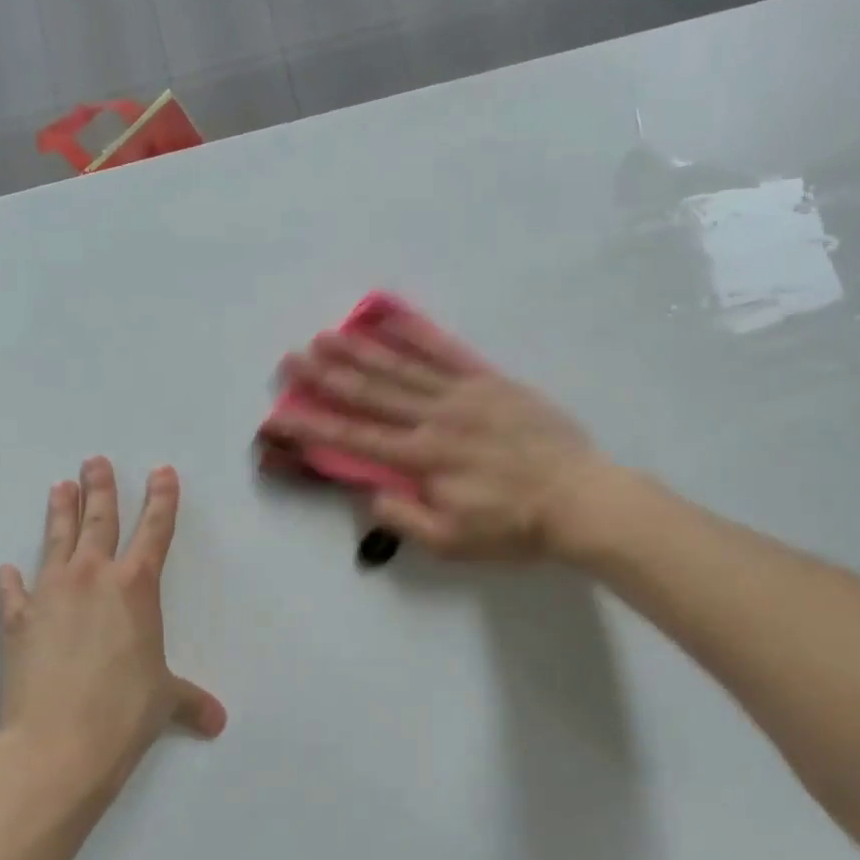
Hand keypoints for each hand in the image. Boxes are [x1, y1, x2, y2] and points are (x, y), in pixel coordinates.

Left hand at [0, 458, 224, 795]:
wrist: (58, 742)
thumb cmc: (125, 711)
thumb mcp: (165, 700)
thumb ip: (191, 701)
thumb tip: (217, 721)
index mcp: (136, 587)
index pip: (155, 530)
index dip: (162, 499)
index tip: (162, 472)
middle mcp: (93, 578)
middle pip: (99, 521)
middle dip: (101, 489)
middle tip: (95, 461)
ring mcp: (50, 594)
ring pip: (57, 541)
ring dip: (60, 512)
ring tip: (59, 486)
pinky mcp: (16, 620)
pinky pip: (14, 592)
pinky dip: (12, 581)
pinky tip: (8, 570)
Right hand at [261, 315, 607, 560]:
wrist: (580, 498)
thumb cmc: (513, 527)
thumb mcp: (452, 542)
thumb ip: (404, 519)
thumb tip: (369, 494)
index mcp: (422, 459)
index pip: (355, 440)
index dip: (314, 427)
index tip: (280, 415)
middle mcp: (434, 418)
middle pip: (371, 394)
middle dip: (326, 377)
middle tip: (292, 359)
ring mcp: (463, 393)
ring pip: (401, 367)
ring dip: (360, 350)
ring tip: (326, 335)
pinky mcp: (489, 380)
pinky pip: (446, 351)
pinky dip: (416, 332)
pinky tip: (390, 316)